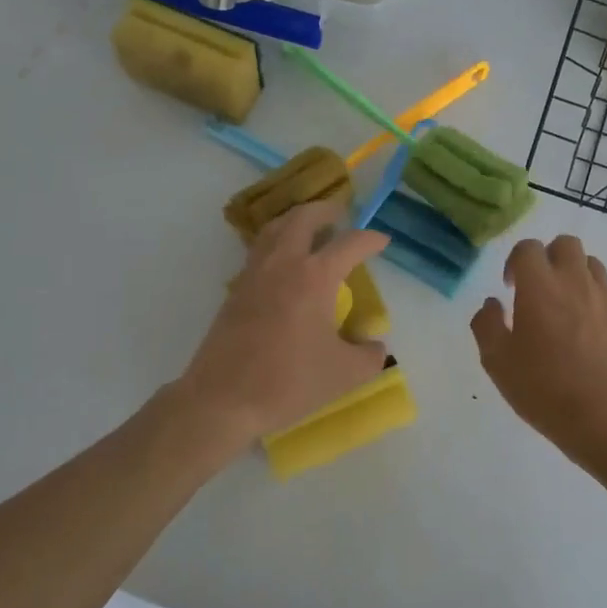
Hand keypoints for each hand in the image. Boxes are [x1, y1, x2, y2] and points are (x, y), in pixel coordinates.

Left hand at [179, 200, 389, 442]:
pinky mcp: (236, 290)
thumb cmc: (289, 381)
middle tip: (340, 215)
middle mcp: (283, 264)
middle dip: (325, 210)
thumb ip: (369, 356)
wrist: (224, 397)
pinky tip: (283, 263)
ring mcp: (254, 274)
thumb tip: (375, 346)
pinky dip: (276, 242)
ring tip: (310, 229)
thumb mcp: (345, 374)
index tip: (382, 242)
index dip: (370, 239)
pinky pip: (259, 250)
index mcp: (315, 276)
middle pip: (303, 218)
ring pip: (275, 229)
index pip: (349, 243)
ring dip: (296, 221)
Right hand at [471, 234, 606, 462]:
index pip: (528, 248)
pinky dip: (599, 301)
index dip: (516, 262)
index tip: (512, 288)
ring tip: (567, 308)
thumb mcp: (497, 362)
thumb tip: (492, 304)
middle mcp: (576, 281)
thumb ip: (487, 325)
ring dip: (576, 276)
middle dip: (550, 258)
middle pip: (566, 244)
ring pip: (593, 265)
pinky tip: (592, 330)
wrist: (606, 418)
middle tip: (540, 289)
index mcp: (539, 286)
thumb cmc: (544, 388)